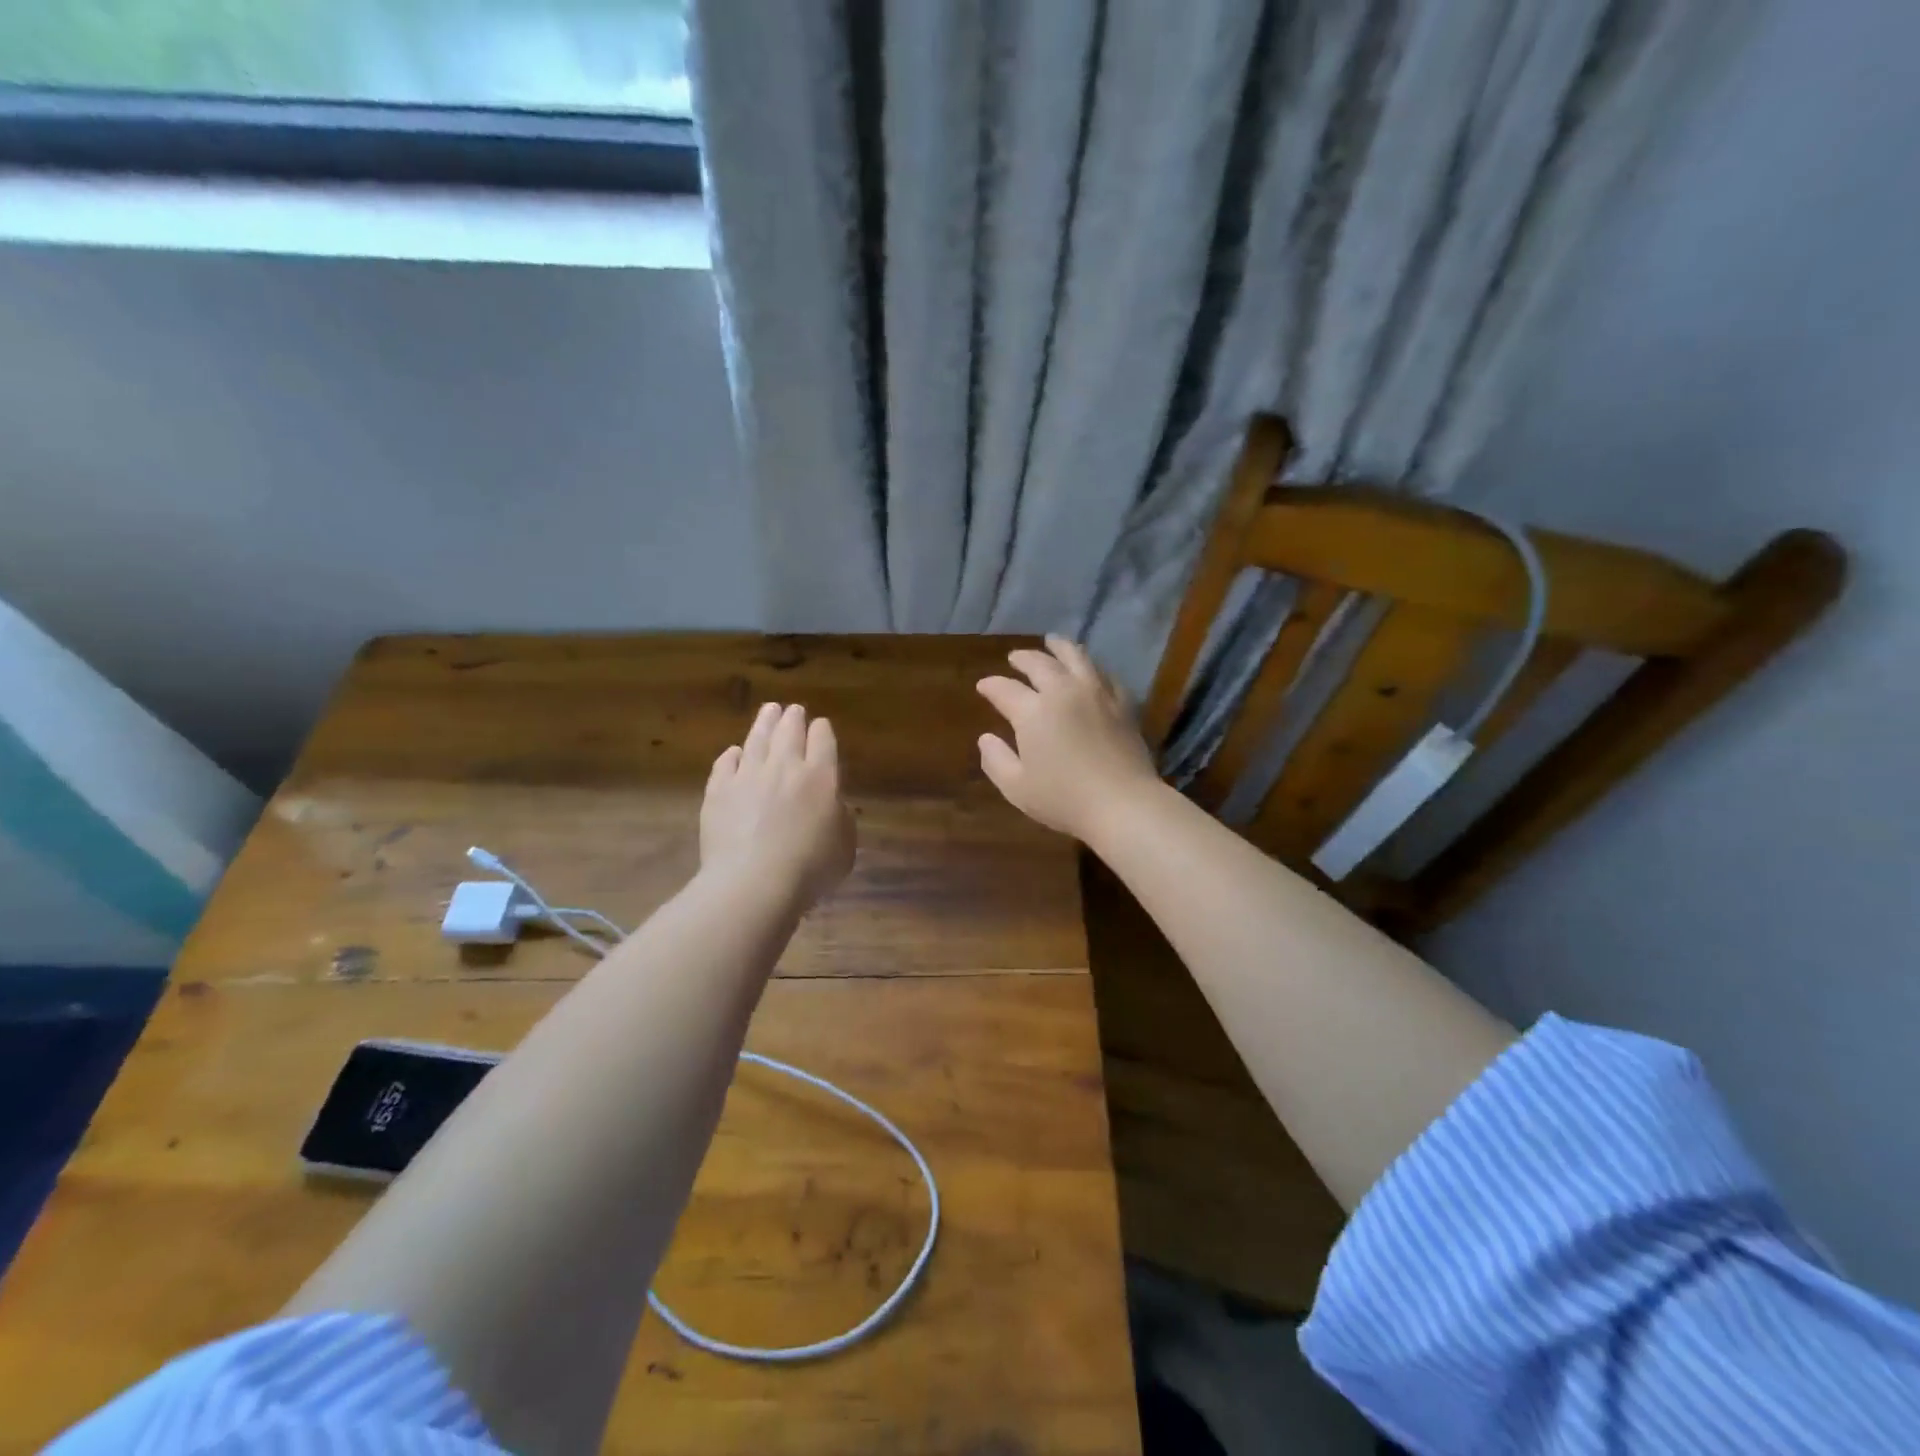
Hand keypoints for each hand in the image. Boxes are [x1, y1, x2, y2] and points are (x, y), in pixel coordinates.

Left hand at [702, 702, 856, 907]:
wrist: (754, 882)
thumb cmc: (810, 868)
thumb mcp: (845, 846)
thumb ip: (842, 818)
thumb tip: (833, 805)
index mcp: (821, 776)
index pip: (823, 739)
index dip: (822, 730)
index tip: (821, 727)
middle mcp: (784, 766)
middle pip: (789, 731)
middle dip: (793, 717)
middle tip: (793, 710)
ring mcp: (748, 775)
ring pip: (757, 738)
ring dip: (765, 722)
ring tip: (769, 710)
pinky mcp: (718, 791)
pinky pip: (725, 763)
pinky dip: (732, 754)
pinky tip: (734, 752)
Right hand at [977, 636, 1160, 842]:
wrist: (1123, 804)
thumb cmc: (1064, 800)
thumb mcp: (1017, 787)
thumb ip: (996, 760)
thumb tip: (986, 738)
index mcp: (1033, 711)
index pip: (1005, 689)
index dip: (991, 685)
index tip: (983, 686)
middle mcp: (1063, 692)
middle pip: (1040, 664)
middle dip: (1023, 658)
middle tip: (1015, 658)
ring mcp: (1097, 694)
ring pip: (1076, 658)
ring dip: (1060, 647)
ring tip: (1053, 642)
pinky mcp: (1123, 704)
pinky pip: (1106, 675)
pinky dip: (1092, 667)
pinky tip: (1091, 670)